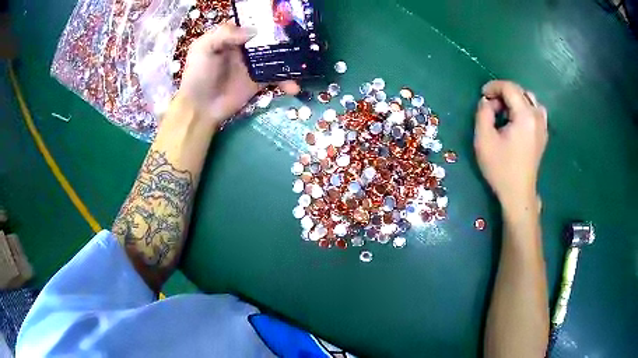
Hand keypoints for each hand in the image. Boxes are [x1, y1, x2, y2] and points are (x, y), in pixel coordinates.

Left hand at [176, 24, 299, 127]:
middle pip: (269, 39)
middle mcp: (245, 48)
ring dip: (291, 60)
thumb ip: (224, 34)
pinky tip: (295, 87)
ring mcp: (254, 65)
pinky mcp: (259, 82)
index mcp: (232, 37)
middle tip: (303, 37)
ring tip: (305, 62)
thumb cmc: (198, 75)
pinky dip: (288, 82)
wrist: (200, 108)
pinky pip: (277, 78)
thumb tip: (255, 31)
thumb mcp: (204, 48)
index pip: (253, 23)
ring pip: (277, 57)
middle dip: (286, 38)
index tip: (285, 20)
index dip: (267, 21)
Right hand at [474, 80, 547, 211]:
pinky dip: (525, 109)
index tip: (482, 96)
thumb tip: (487, 101)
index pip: (510, 88)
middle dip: (504, 94)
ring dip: (516, 100)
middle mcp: (538, 117)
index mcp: (525, 116)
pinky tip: (517, 121)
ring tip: (505, 113)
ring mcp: (543, 127)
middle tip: (492, 108)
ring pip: (530, 100)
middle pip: (521, 92)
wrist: (518, 193)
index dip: (494, 86)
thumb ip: (483, 113)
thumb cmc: (501, 168)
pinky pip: (536, 112)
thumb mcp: (484, 139)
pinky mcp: (543, 135)